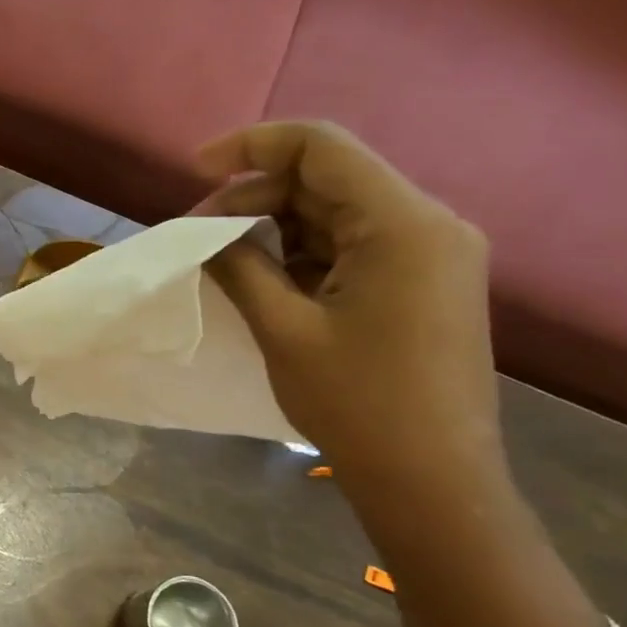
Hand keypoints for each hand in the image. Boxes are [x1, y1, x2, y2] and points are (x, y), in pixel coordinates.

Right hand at [198, 122, 504, 493]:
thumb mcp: (284, 328)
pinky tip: (262, 277)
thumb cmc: (357, 403)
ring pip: (334, 212)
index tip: (195, 169)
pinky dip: (300, 252)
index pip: (322, 148)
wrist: (431, 480)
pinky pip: (349, 244)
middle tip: (197, 233)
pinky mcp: (420, 281)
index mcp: (404, 225)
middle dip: (255, 196)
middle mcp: (427, 224)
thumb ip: (240, 266)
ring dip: (274, 226)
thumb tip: (205, 232)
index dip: (252, 147)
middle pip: (327, 179)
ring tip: (221, 257)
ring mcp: (428, 254)